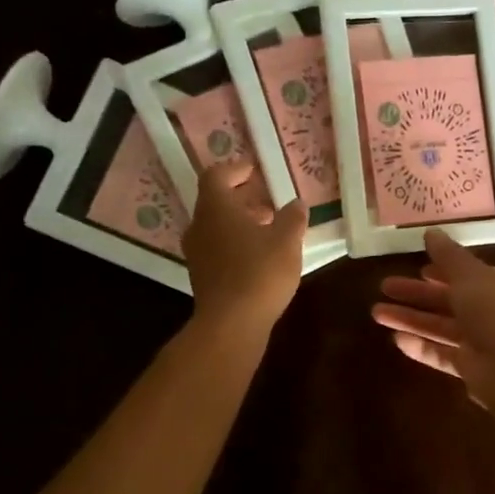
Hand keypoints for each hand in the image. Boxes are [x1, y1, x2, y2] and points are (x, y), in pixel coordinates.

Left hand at [183, 160, 306, 334]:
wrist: (231, 324)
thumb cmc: (259, 272)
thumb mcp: (286, 241)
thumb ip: (292, 218)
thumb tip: (296, 204)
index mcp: (215, 208)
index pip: (217, 175)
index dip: (236, 169)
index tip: (256, 170)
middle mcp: (199, 225)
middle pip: (216, 202)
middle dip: (242, 199)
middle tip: (268, 202)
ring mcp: (197, 253)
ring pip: (217, 227)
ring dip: (240, 223)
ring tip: (269, 230)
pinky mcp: (202, 276)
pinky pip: (218, 249)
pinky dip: (236, 244)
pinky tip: (260, 256)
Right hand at [371, 230, 494, 406]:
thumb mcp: (470, 275)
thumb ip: (448, 255)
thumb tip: (430, 232)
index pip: (469, 273)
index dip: (442, 270)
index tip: (417, 267)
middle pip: (449, 300)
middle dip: (416, 294)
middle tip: (384, 287)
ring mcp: (483, 342)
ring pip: (441, 326)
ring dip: (411, 319)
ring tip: (377, 313)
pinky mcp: (471, 368)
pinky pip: (441, 354)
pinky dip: (421, 346)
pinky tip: (396, 339)